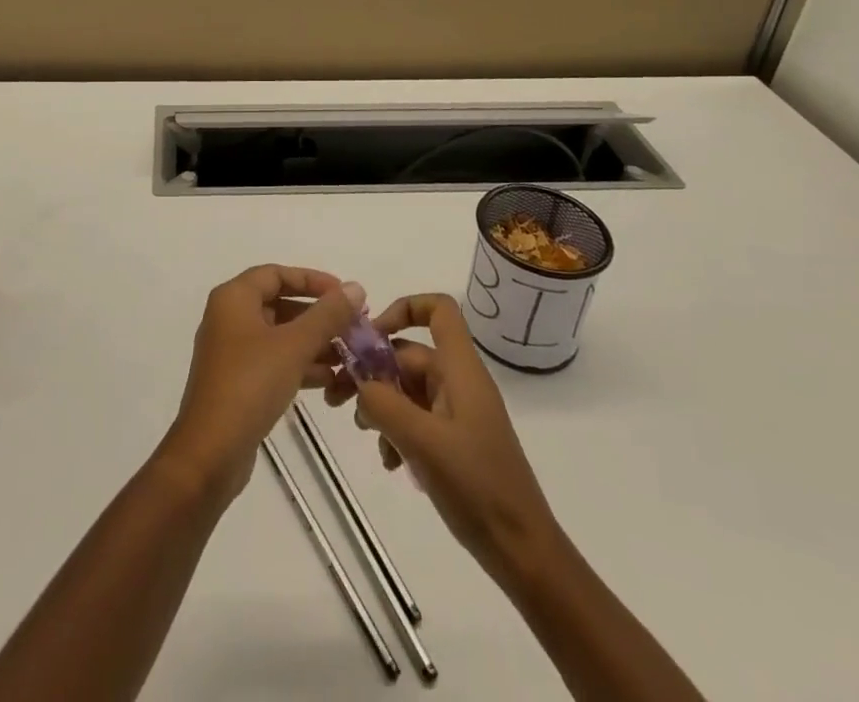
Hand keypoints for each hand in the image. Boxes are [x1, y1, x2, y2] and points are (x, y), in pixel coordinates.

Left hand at [160, 266, 363, 505]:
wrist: (210, 453)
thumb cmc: (249, 385)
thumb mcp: (293, 346)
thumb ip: (327, 315)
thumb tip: (355, 287)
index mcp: (233, 298)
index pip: (276, 274)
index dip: (312, 280)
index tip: (344, 294)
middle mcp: (229, 318)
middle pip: (279, 303)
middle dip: (317, 315)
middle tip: (352, 327)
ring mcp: (232, 351)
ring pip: (279, 336)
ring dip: (313, 343)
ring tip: (349, 356)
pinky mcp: (238, 382)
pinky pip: (274, 361)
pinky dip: (299, 365)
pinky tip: (329, 381)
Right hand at [327, 293, 558, 582]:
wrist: (522, 552)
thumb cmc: (476, 486)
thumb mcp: (421, 441)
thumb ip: (383, 403)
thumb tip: (358, 382)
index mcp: (460, 369)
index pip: (438, 309)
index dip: (404, 307)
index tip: (370, 336)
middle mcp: (459, 382)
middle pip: (409, 354)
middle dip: (372, 372)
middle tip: (336, 398)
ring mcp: (457, 412)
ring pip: (407, 389)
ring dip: (381, 406)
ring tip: (366, 436)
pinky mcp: (455, 441)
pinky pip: (416, 419)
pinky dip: (396, 432)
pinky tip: (390, 463)